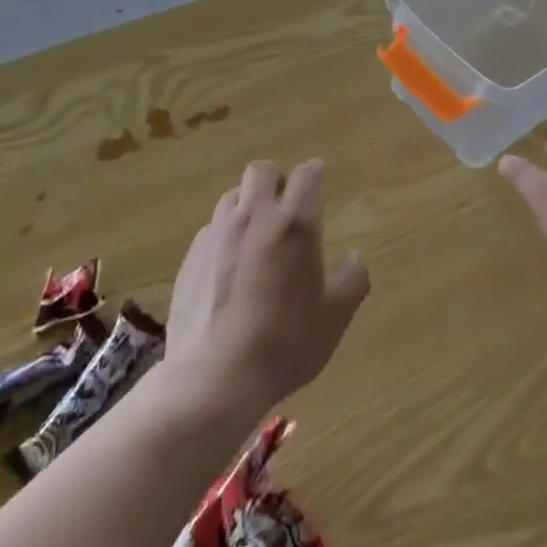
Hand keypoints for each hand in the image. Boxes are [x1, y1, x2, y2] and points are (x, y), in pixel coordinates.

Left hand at [165, 159, 369, 421]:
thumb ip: (351, 280)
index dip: (314, 172)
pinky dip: (224, 235)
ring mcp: (217, 233)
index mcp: (294, 223)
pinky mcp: (191, 256)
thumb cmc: (284, 342)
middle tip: (286, 204)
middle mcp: (254, 215)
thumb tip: (354, 258)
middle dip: (276, 179)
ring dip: (247, 203)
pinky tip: (229, 266)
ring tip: (256, 232)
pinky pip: (211, 229)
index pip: (306, 175)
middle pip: (261, 170)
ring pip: (232, 195)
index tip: (319, 176)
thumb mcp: (334, 317)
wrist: (214, 376)